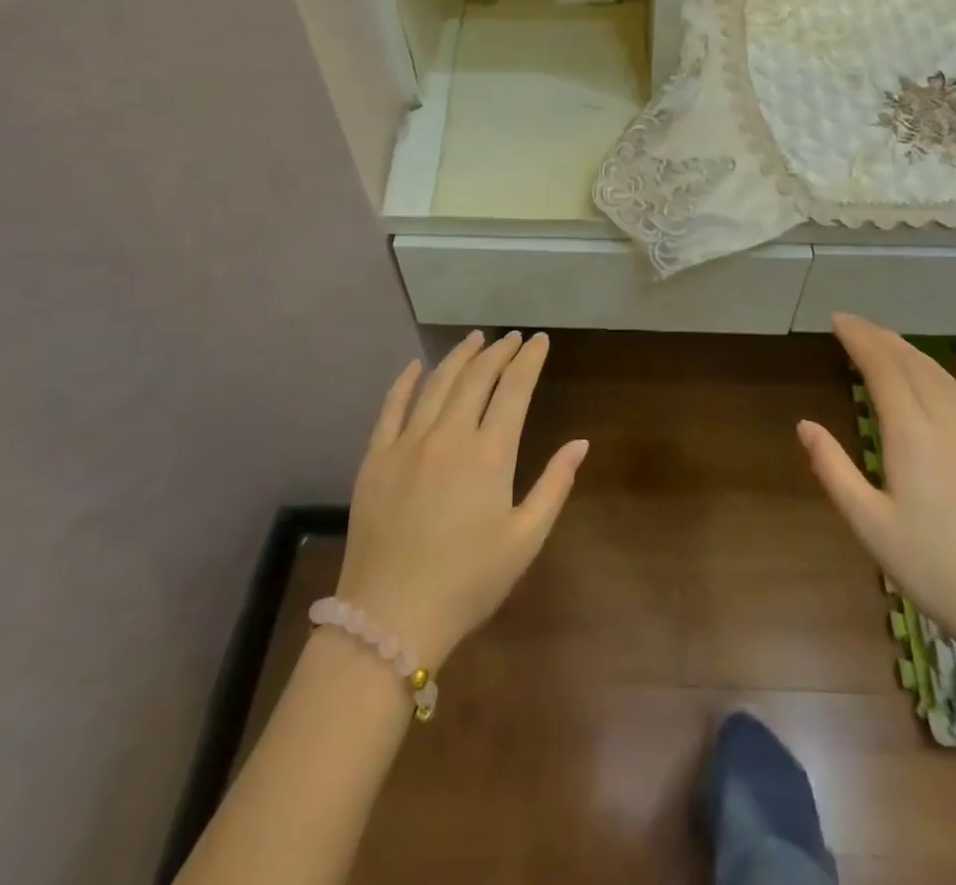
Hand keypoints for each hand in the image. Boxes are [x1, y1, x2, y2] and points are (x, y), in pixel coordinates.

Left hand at [337, 331, 587, 667]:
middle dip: (498, 352)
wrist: (390, 618)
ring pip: (437, 383)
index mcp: (490, 453)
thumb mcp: (525, 540)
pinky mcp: (376, 458)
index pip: (514, 389)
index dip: (529, 360)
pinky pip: (391, 408)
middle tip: (512, 338)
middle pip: (477, 377)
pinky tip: (415, 367)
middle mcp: (449, 435)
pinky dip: (405, 382)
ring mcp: (408, 443)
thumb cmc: (468, 582)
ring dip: (459, 356)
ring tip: (474, 339)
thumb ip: (554, 485)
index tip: (539, 340)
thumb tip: (580, 443)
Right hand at [798, 315, 955, 664]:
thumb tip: (805, 425)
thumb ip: (833, 469)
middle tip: (852, 323)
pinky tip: (925, 382)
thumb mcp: (869, 524)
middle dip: (881, 337)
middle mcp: (947, 425)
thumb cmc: (934, 568)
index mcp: (913, 435)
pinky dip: (931, 372)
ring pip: (940, 376)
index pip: (884, 368)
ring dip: (908, 350)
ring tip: (883, 341)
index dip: (860, 339)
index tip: (837, 320)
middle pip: (913, 363)